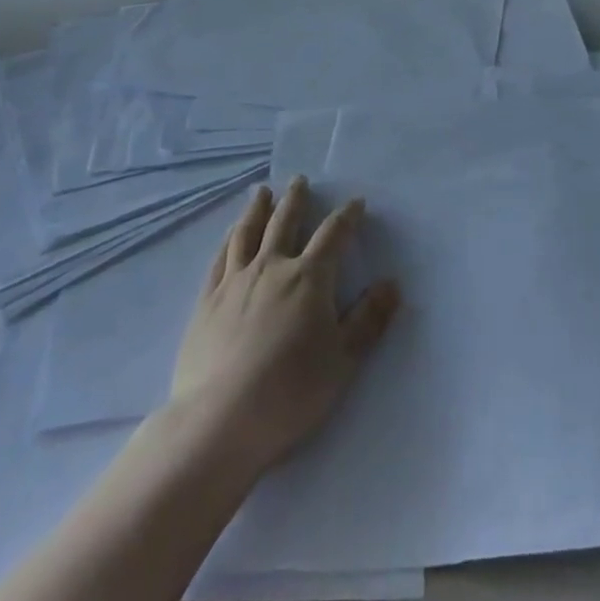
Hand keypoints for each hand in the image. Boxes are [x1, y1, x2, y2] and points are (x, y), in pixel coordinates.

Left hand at [169, 178, 400, 476]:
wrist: (220, 420)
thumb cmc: (291, 392)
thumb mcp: (343, 361)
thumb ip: (369, 319)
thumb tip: (392, 283)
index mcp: (309, 278)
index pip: (333, 235)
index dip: (347, 216)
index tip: (356, 203)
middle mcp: (271, 267)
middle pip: (285, 222)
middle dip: (296, 199)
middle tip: (299, 180)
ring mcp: (235, 281)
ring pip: (248, 232)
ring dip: (258, 209)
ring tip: (262, 193)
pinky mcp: (207, 300)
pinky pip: (220, 258)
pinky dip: (229, 240)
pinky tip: (230, 235)